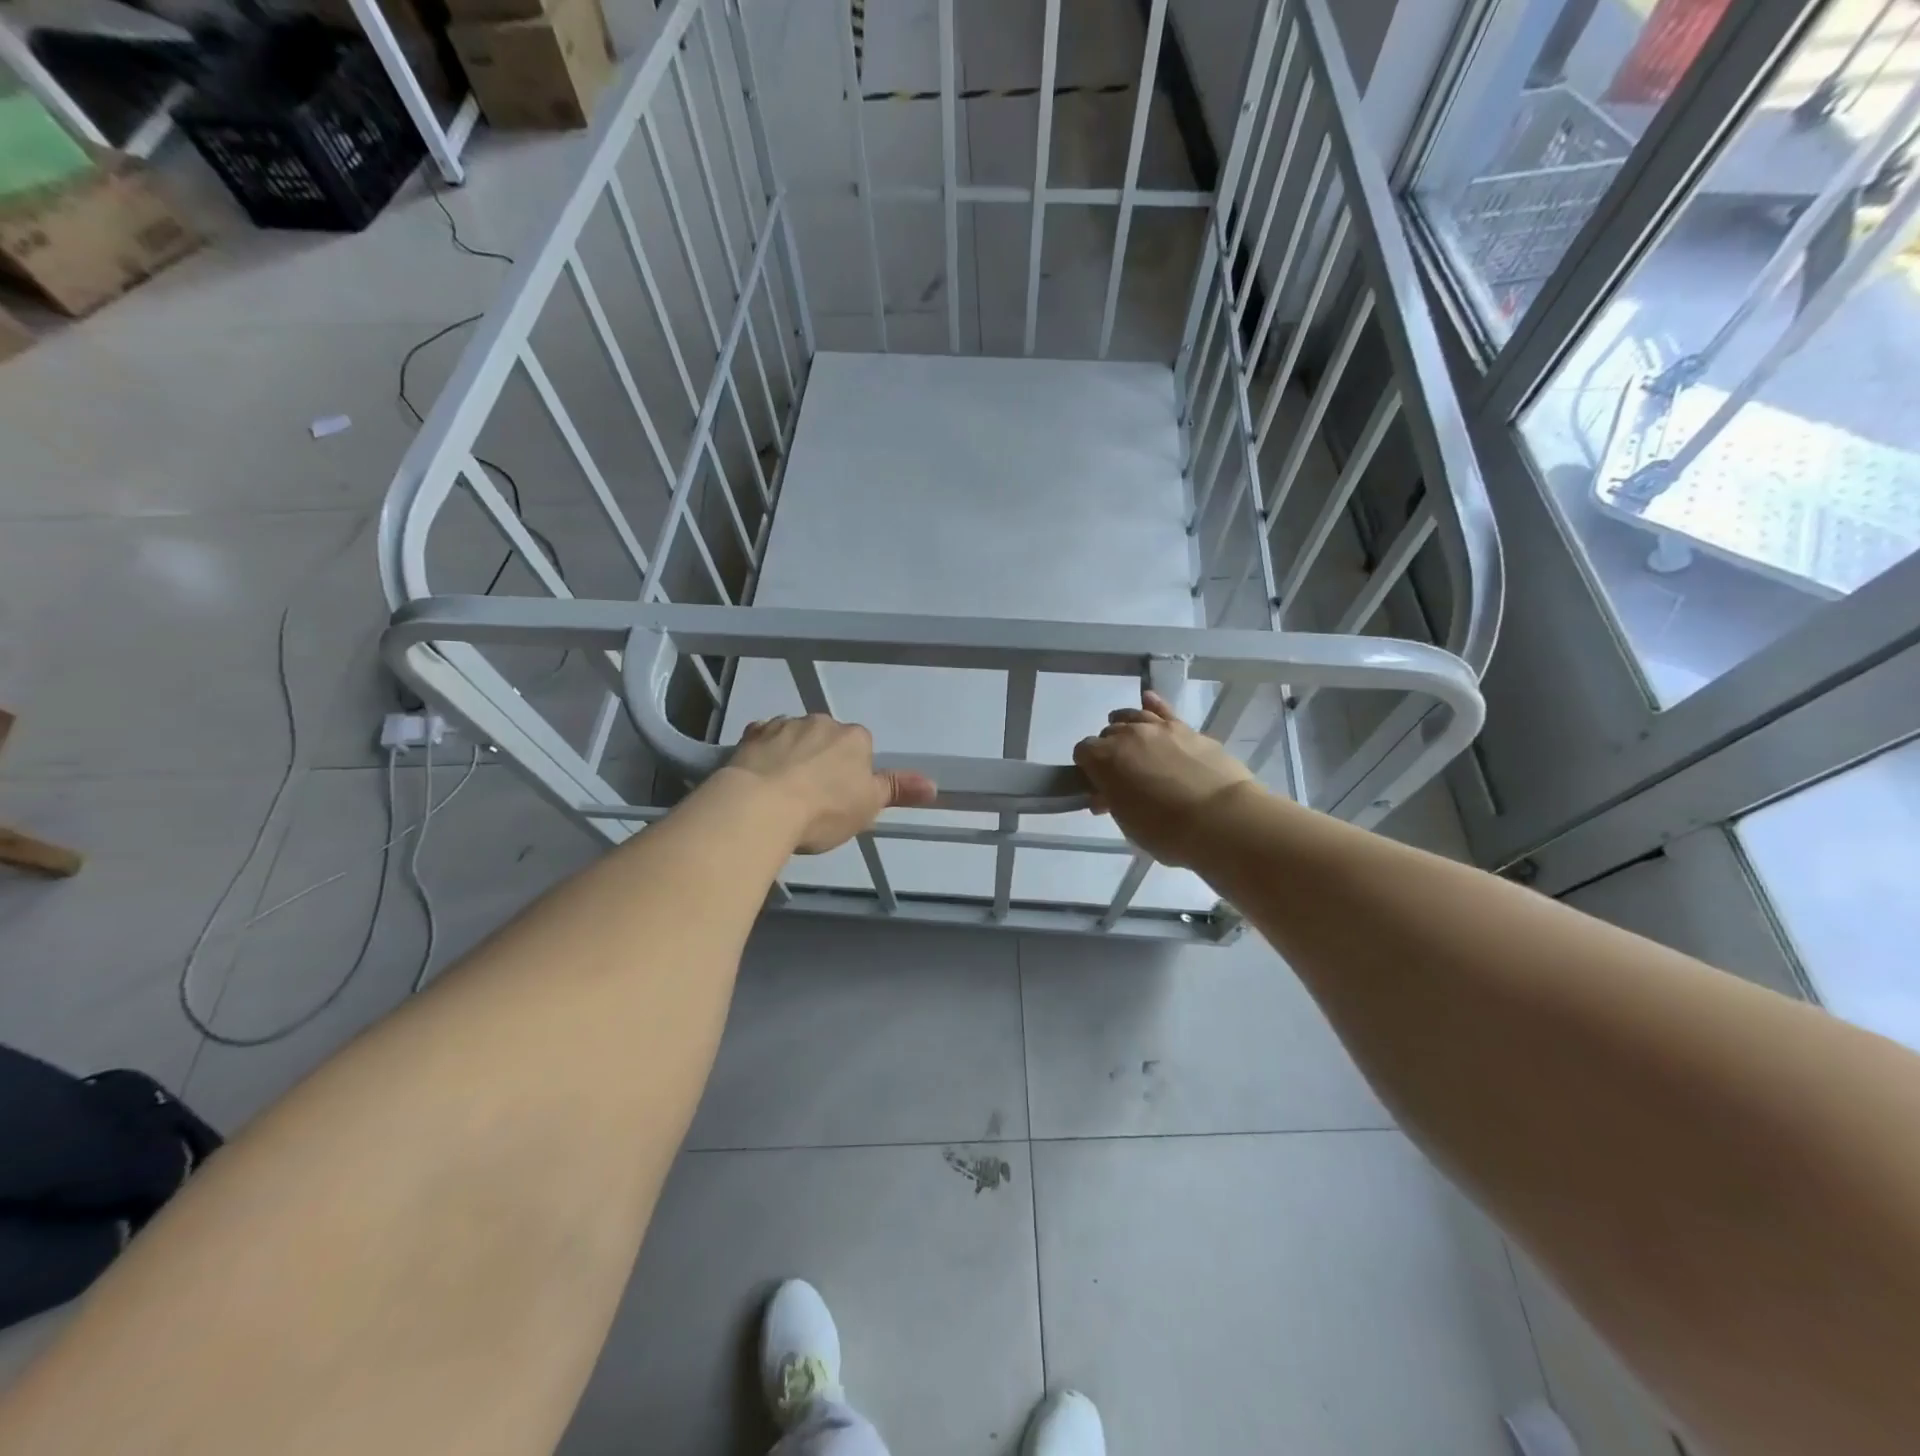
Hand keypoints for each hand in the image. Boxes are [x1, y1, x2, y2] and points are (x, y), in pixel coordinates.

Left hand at [723, 714, 937, 853]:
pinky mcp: (751, 735)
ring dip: (792, 755)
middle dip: (821, 759)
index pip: (861, 748)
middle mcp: (821, 722)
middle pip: (827, 738)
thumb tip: (934, 785)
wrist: (760, 807)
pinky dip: (763, 753)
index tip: (841, 798)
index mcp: (854, 738)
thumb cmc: (824, 810)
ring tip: (782, 792)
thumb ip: (898, 791)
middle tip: (813, 797)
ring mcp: (784, 725)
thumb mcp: (868, 806)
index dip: (853, 773)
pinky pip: (762, 739)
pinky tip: (759, 777)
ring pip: (794, 737)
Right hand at [1073, 690, 1261, 866]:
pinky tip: (1148, 701)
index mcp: (1104, 759)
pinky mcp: (1187, 729)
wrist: (1221, 818)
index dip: (1088, 768)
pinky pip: (1163, 709)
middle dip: (1110, 750)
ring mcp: (1159, 728)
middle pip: (1108, 733)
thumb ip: (1113, 802)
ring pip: (1132, 716)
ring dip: (1127, 727)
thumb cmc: (1166, 830)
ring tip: (1132, 741)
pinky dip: (1153, 705)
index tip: (1098, 784)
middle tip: (1122, 774)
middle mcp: (1127, 735)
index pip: (1083, 752)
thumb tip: (1104, 794)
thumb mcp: (1128, 823)